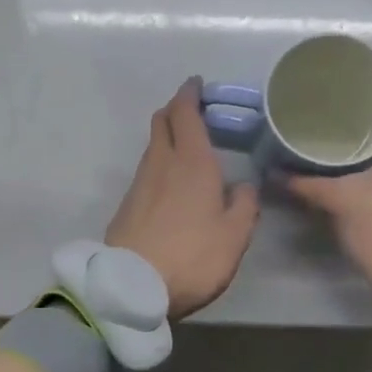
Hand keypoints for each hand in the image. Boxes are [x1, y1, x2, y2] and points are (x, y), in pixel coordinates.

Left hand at [106, 78, 261, 318]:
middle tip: (194, 112)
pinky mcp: (127, 205)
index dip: (190, 94)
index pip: (185, 112)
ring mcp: (139, 184)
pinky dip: (161, 164)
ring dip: (168, 138)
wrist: (132, 287)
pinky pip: (147, 171)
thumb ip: (245, 204)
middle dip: (176, 109)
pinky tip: (173, 184)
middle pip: (162, 122)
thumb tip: (243, 186)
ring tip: (189, 149)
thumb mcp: (235, 235)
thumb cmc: (192, 256)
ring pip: (153, 147)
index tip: (197, 84)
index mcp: (192, 162)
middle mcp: (161, 163)